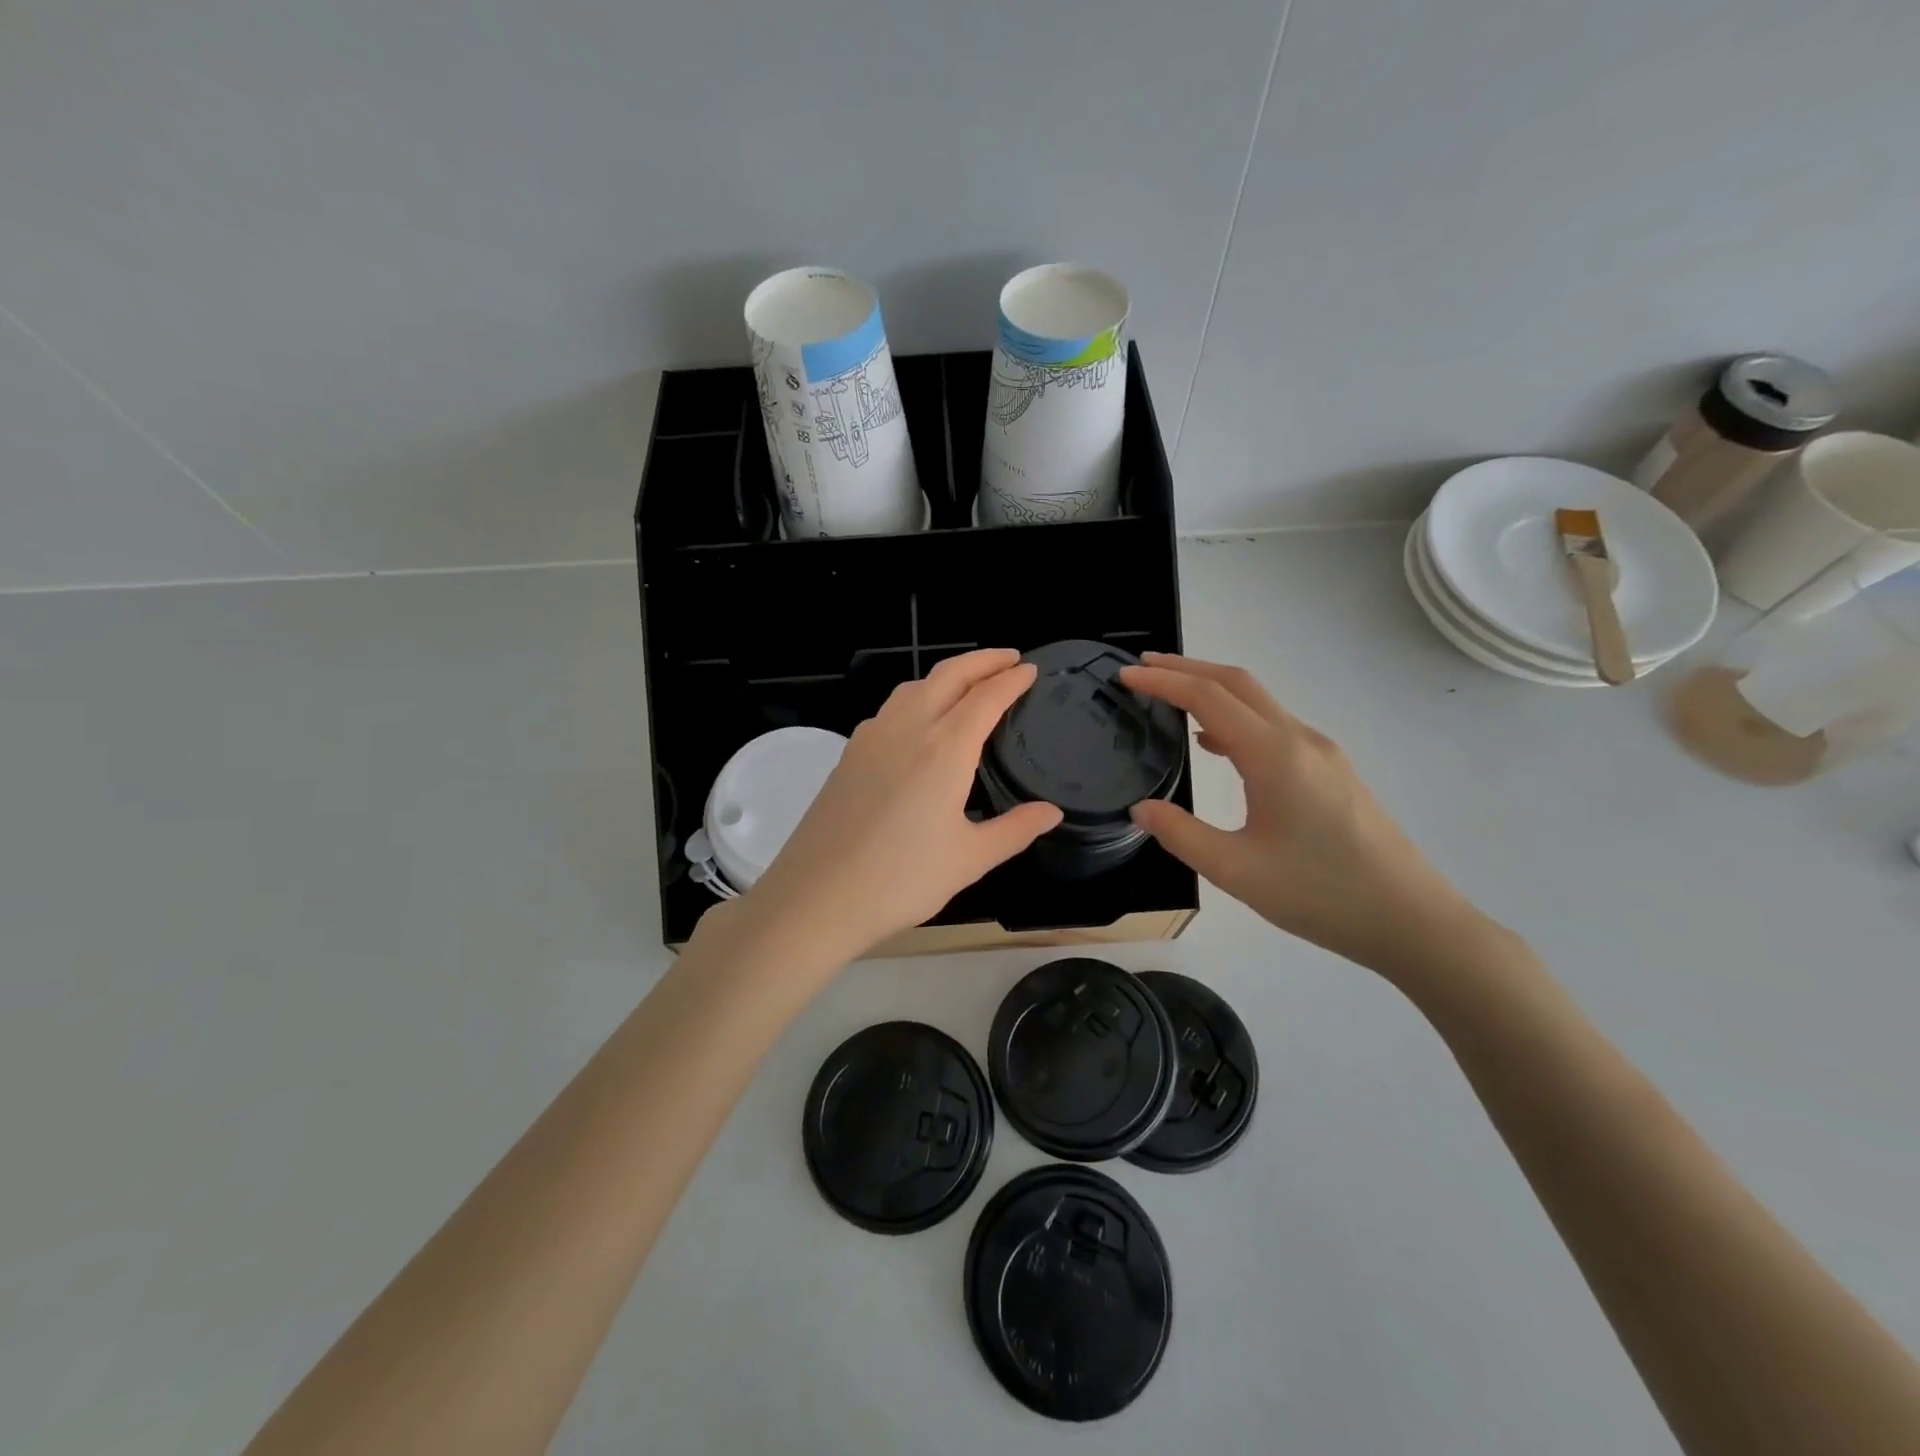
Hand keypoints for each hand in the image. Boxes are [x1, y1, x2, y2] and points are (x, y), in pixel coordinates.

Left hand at [710, 649, 1063, 967]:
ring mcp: (872, 737)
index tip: (1030, 669)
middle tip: (1009, 658)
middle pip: (949, 675)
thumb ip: (1015, 829)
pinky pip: (891, 708)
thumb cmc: (901, 880)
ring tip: (969, 682)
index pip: (986, 697)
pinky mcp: (849, 753)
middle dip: (982, 660)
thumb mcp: (969, 859)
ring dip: (947, 675)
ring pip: (915, 686)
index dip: (1011, 679)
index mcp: (944, 750)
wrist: (817, 896)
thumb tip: (1052, 812)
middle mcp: (908, 729)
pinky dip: (918, 696)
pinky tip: (921, 720)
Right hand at [1120, 653, 1472, 972]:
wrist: (1411, 919)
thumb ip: (1181, 834)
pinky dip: (1234, 716)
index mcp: (1273, 755)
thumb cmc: (1321, 894)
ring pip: (1258, 702)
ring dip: (1212, 689)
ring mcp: (1320, 752)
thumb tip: (1141, 808)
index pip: (1207, 698)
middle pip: (1236, 682)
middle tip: (1142, 666)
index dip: (1162, 680)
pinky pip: (1273, 725)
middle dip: (1186, 668)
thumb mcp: (1236, 871)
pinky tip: (1214, 743)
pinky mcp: (1330, 770)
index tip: (1124, 673)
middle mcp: (1299, 740)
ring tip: (1169, 695)